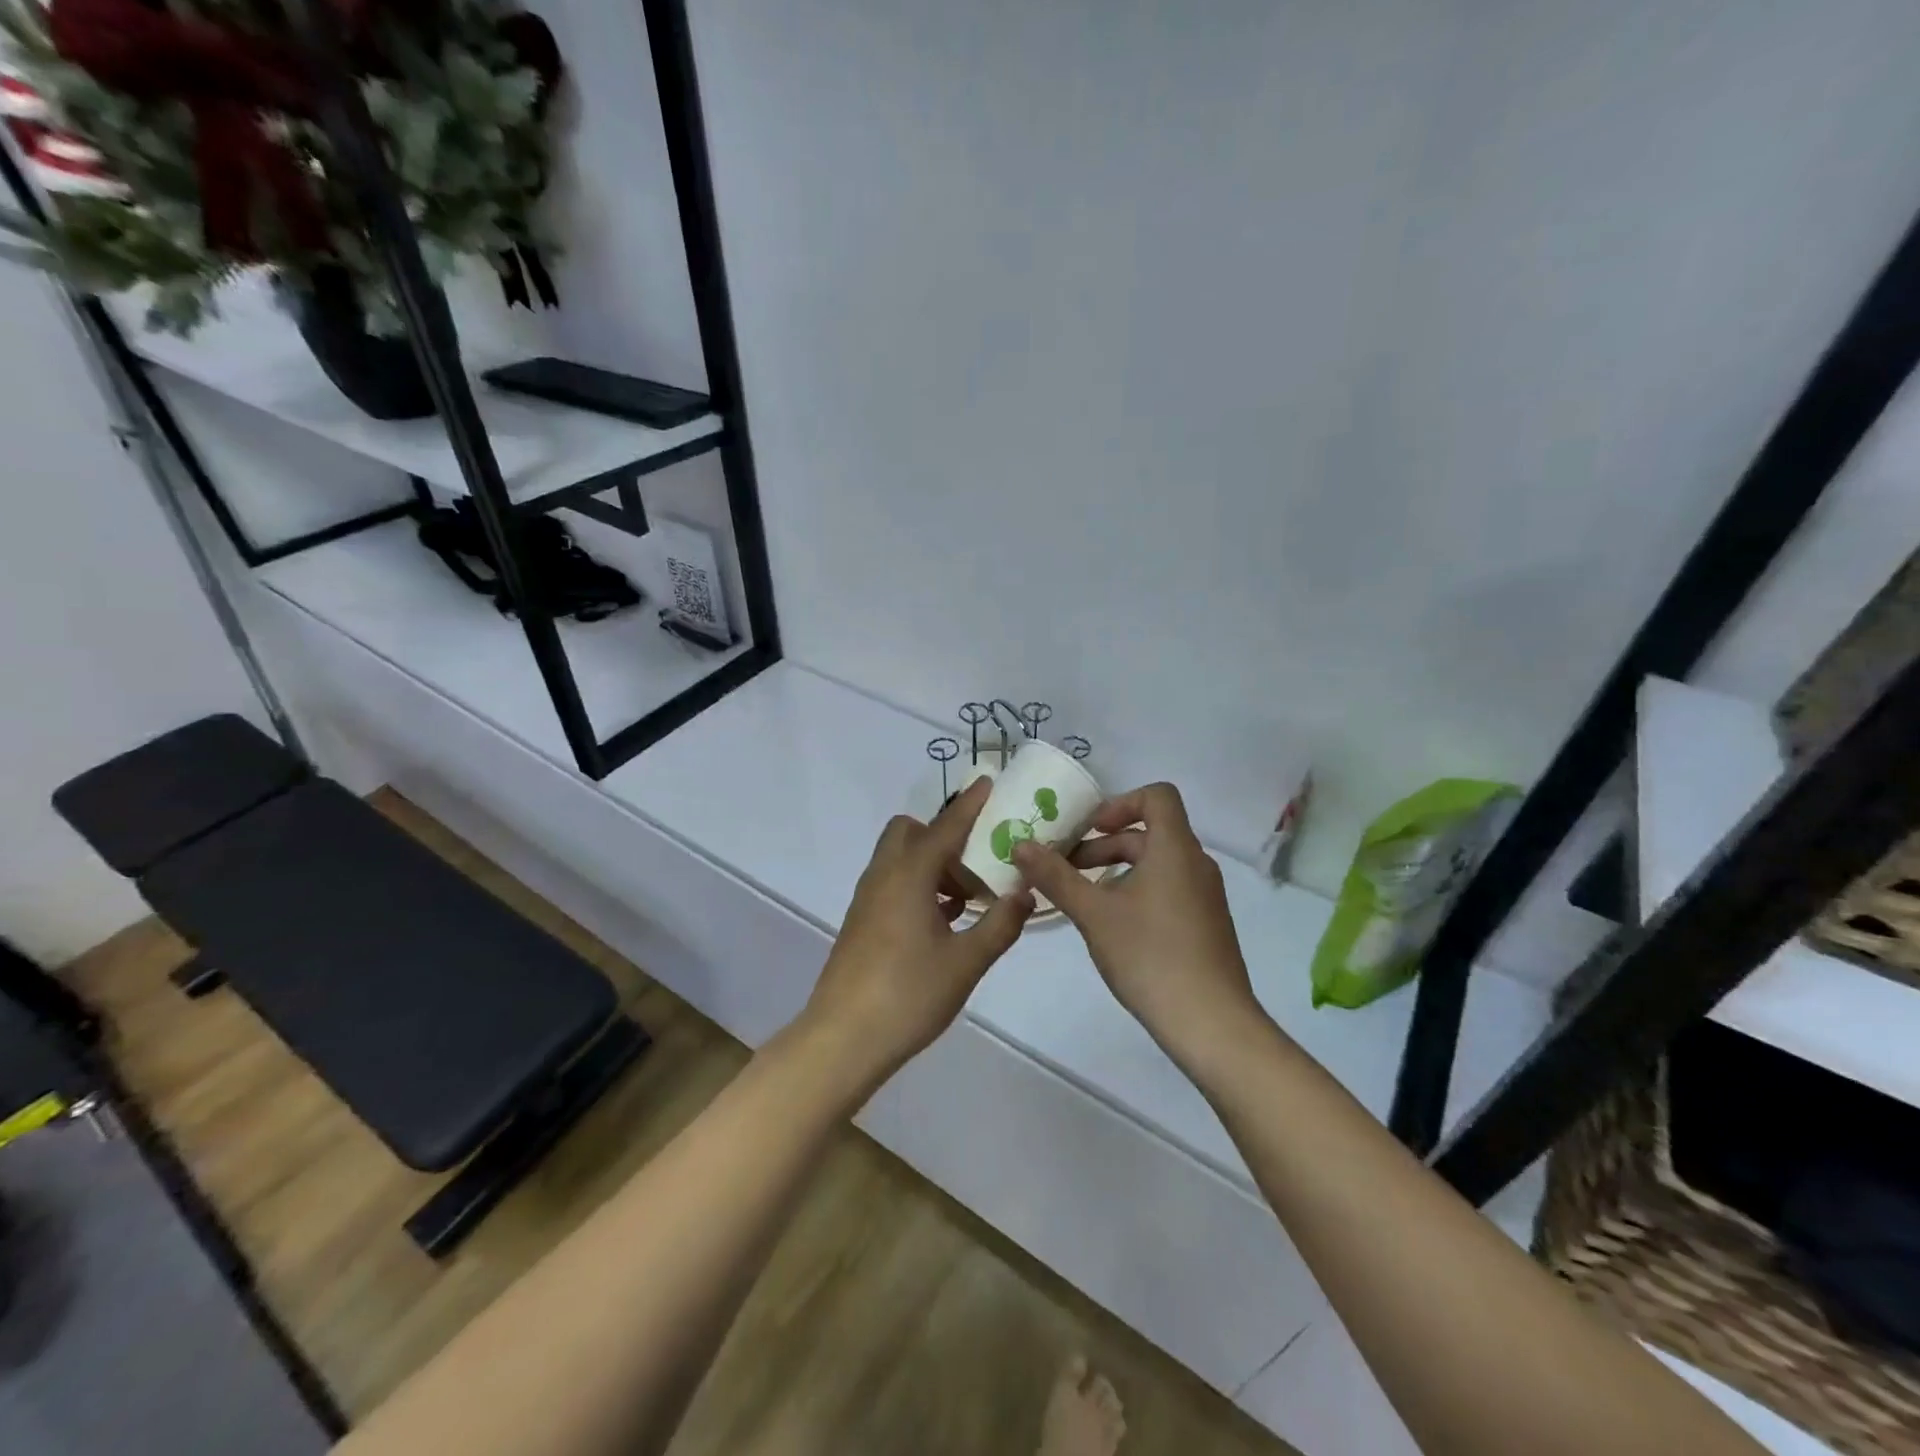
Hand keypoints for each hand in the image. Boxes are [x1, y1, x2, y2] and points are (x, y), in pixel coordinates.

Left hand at [797, 777, 1034, 1095]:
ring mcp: (867, 899)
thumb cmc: (908, 995)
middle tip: (976, 863)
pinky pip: (892, 883)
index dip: (969, 805)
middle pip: (910, 833)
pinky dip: (918, 885)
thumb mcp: (966, 962)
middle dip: (943, 836)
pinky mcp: (861, 922)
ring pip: (899, 859)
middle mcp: (884, 876)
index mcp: (909, 875)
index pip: (945, 827)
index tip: (989, 783)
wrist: (842, 1039)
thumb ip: (999, 925)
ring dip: (931, 864)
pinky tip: (943, 921)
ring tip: (967, 898)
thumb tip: (1025, 896)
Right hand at [1013, 783, 1264, 1074]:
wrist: (1211, 1023)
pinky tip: (1112, 927)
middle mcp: (1196, 864)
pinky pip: (1168, 889)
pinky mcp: (1206, 925)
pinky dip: (1137, 892)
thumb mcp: (1093, 913)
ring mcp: (1205, 896)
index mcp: (1175, 848)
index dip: (1119, 803)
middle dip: (1104, 845)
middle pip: (1149, 833)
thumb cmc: (1150, 955)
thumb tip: (1020, 844)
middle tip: (1065, 868)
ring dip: (1116, 871)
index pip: (1158, 796)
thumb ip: (1055, 876)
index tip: (1087, 831)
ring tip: (1082, 900)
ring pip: (1157, 864)